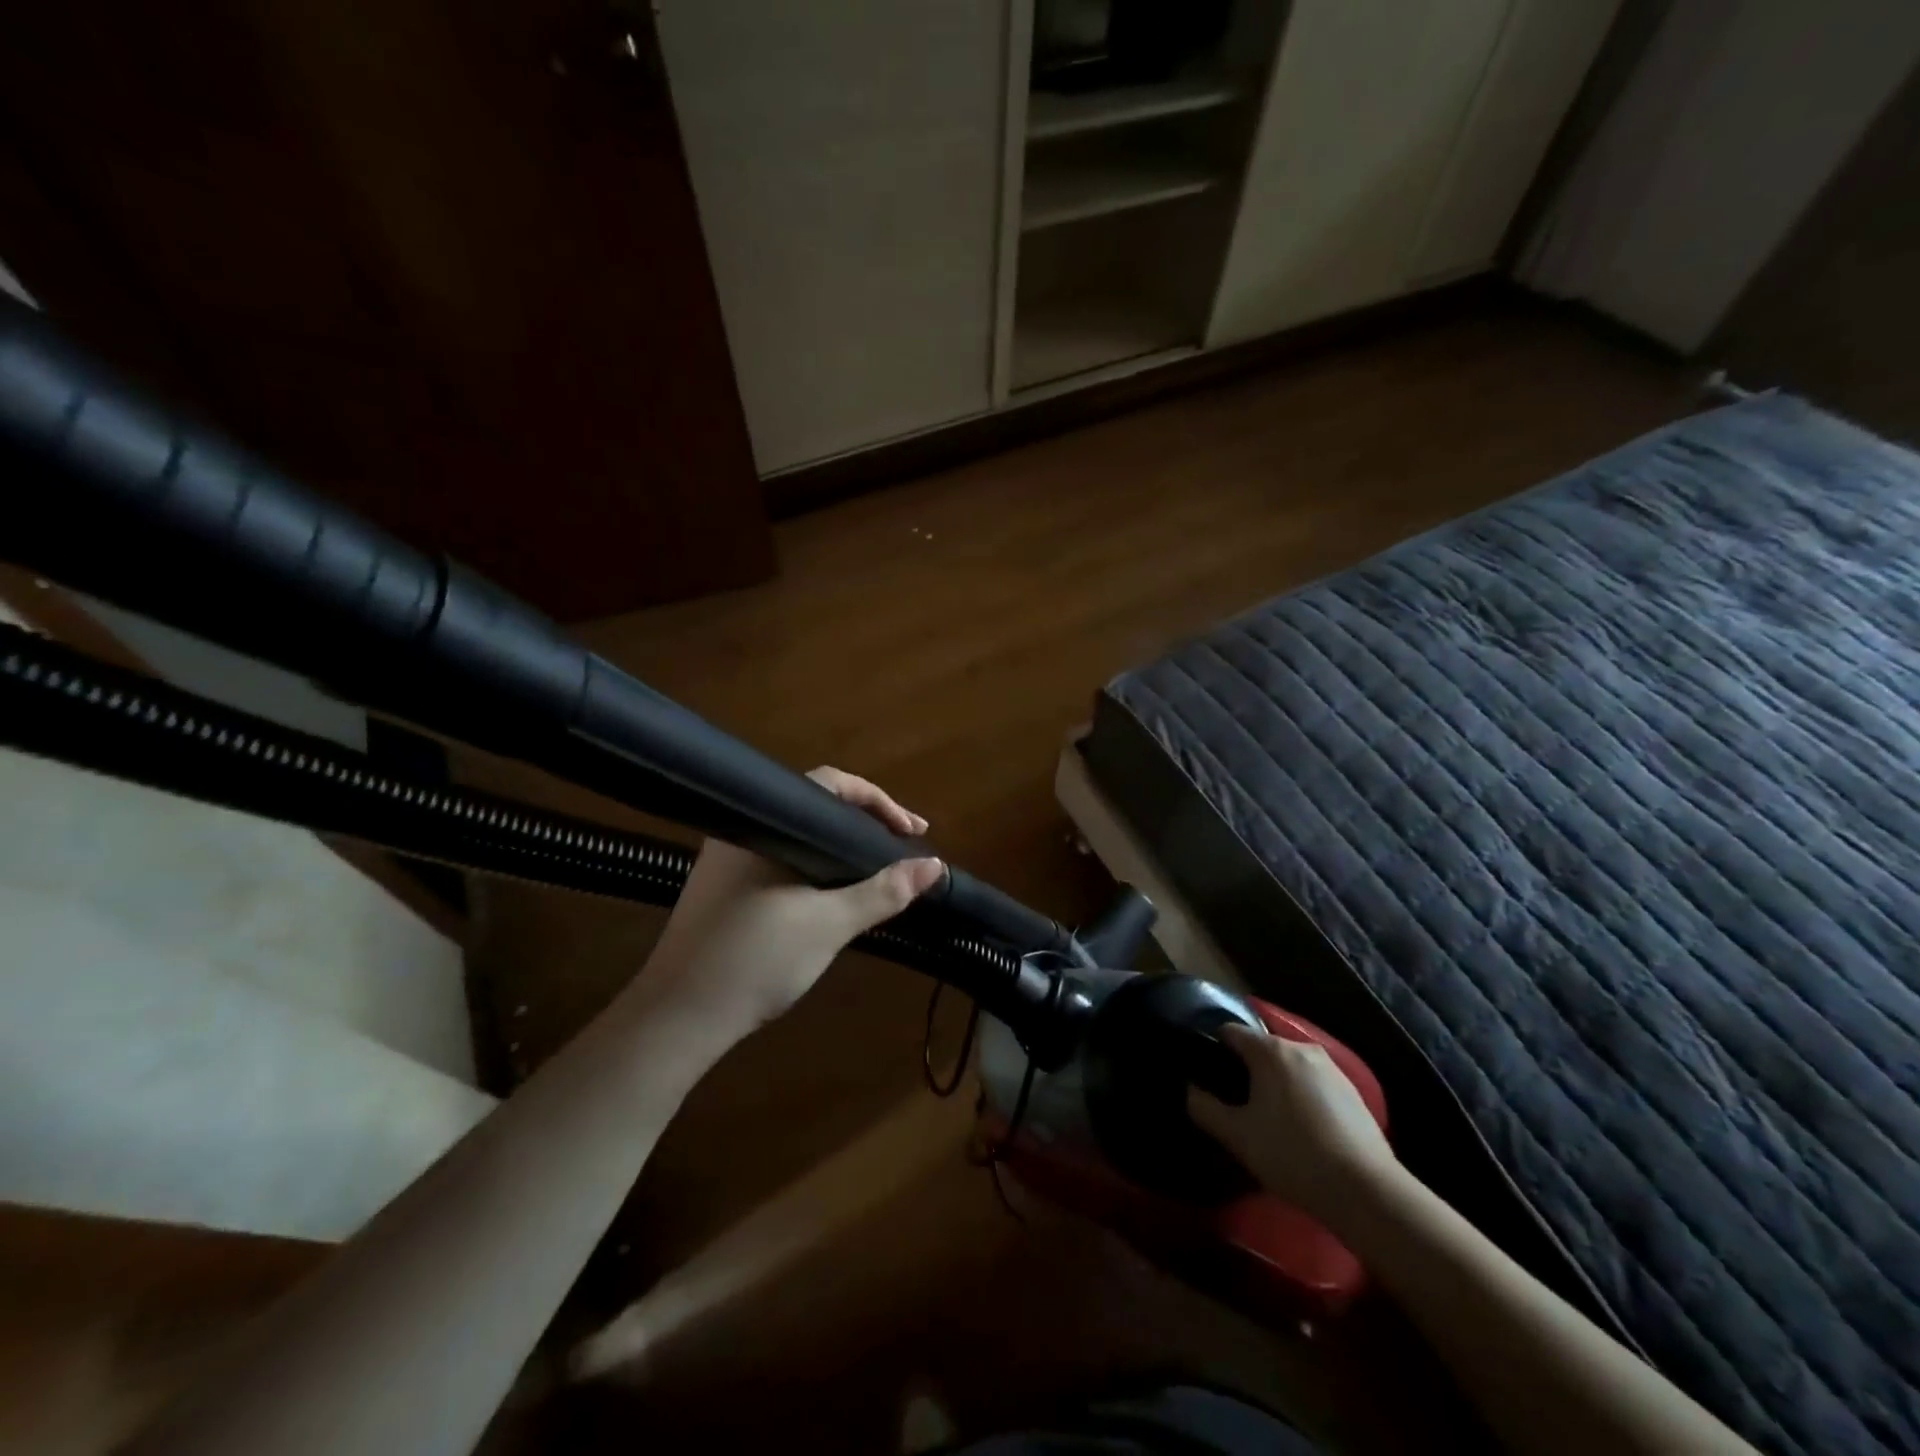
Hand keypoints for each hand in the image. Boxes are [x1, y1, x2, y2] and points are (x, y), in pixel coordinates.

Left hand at [636, 767, 943, 1043]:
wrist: (678, 1019)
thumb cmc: (755, 960)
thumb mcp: (829, 925)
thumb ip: (883, 892)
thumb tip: (934, 866)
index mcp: (764, 824)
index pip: (831, 785)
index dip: (880, 802)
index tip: (914, 831)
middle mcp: (743, 831)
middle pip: (816, 806)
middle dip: (864, 822)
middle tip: (903, 844)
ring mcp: (727, 859)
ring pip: (799, 835)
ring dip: (840, 846)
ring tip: (877, 866)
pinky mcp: (723, 888)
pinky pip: (782, 857)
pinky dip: (816, 864)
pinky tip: (833, 889)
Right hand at [1187, 1025, 1396, 1224]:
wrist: (1368, 1193)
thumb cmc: (1293, 1155)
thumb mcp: (1237, 1136)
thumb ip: (1204, 1108)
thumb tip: (1189, 1089)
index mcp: (1270, 1050)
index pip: (1230, 1032)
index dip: (1214, 1050)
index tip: (1208, 1076)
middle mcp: (1301, 1047)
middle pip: (1261, 1047)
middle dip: (1246, 1068)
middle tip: (1237, 1103)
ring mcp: (1332, 1068)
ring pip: (1289, 1066)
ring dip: (1275, 1083)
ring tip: (1269, 1119)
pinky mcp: (1354, 1092)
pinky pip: (1313, 1083)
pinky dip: (1301, 1096)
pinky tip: (1302, 1130)